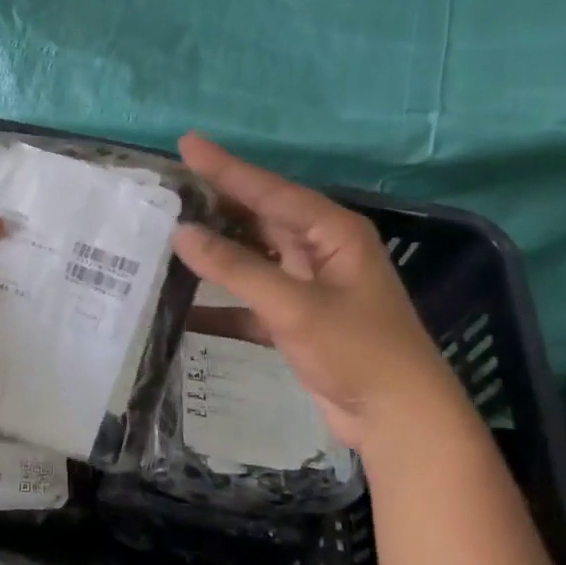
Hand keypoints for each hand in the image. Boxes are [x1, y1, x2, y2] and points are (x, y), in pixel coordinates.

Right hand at [172, 134, 471, 451]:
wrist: (399, 421)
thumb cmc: (357, 351)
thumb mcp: (294, 306)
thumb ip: (236, 268)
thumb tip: (181, 234)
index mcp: (332, 231)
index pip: (269, 189)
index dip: (225, 167)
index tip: (185, 143)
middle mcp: (320, 250)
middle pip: (259, 218)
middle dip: (214, 205)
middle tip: (166, 189)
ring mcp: (307, 286)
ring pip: (251, 258)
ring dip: (214, 253)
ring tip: (166, 235)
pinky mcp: (296, 320)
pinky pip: (249, 301)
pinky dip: (221, 305)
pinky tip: (183, 307)